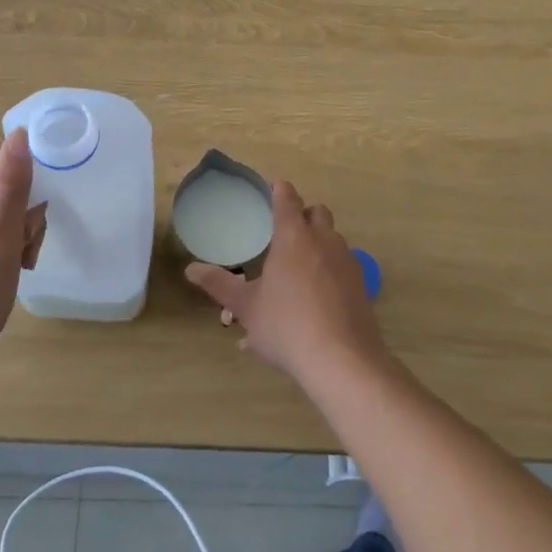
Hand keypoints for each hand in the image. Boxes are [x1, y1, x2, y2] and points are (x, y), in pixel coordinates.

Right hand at [186, 180, 389, 386]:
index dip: (278, 190)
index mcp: (293, 237)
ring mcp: (346, 263)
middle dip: (302, 215)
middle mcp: (324, 241)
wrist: (343, 361)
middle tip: (283, 231)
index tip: (271, 189)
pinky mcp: (361, 287)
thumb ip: (219, 284)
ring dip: (317, 243)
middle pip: (317, 213)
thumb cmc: (287, 326)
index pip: (287, 199)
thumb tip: (191, 269)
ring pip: (333, 240)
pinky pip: (341, 268)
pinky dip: (328, 272)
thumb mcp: (246, 307)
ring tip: (296, 269)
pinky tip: (313, 301)